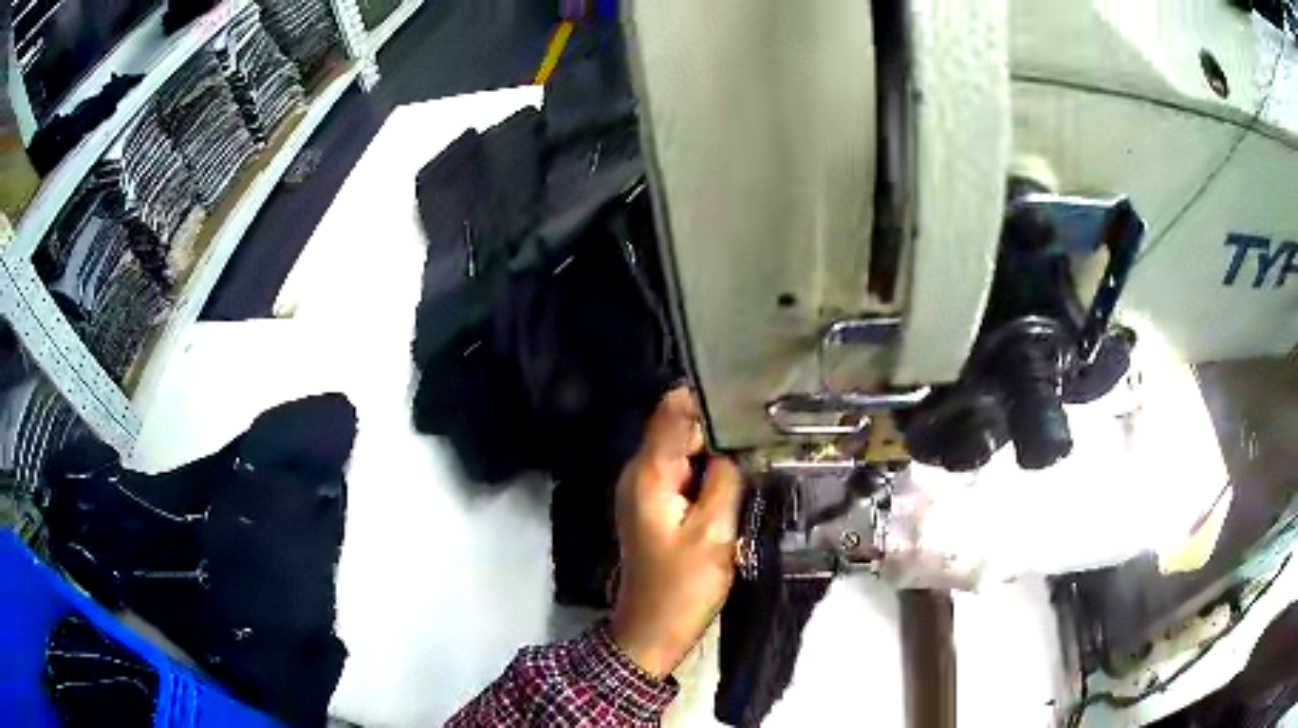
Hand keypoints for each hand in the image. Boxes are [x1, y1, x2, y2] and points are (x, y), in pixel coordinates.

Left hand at [609, 388, 742, 677]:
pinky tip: (737, 470)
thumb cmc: (683, 585)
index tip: (749, 389)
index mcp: (649, 473)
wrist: (654, 628)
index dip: (708, 396)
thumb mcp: (714, 532)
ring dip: (716, 445)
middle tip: (765, 418)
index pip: (673, 411)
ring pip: (683, 448)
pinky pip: (683, 470)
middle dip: (718, 421)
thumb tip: (736, 445)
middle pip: (678, 426)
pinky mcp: (656, 504)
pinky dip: (708, 467)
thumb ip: (725, 480)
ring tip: (758, 440)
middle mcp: (640, 472)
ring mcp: (645, 488)